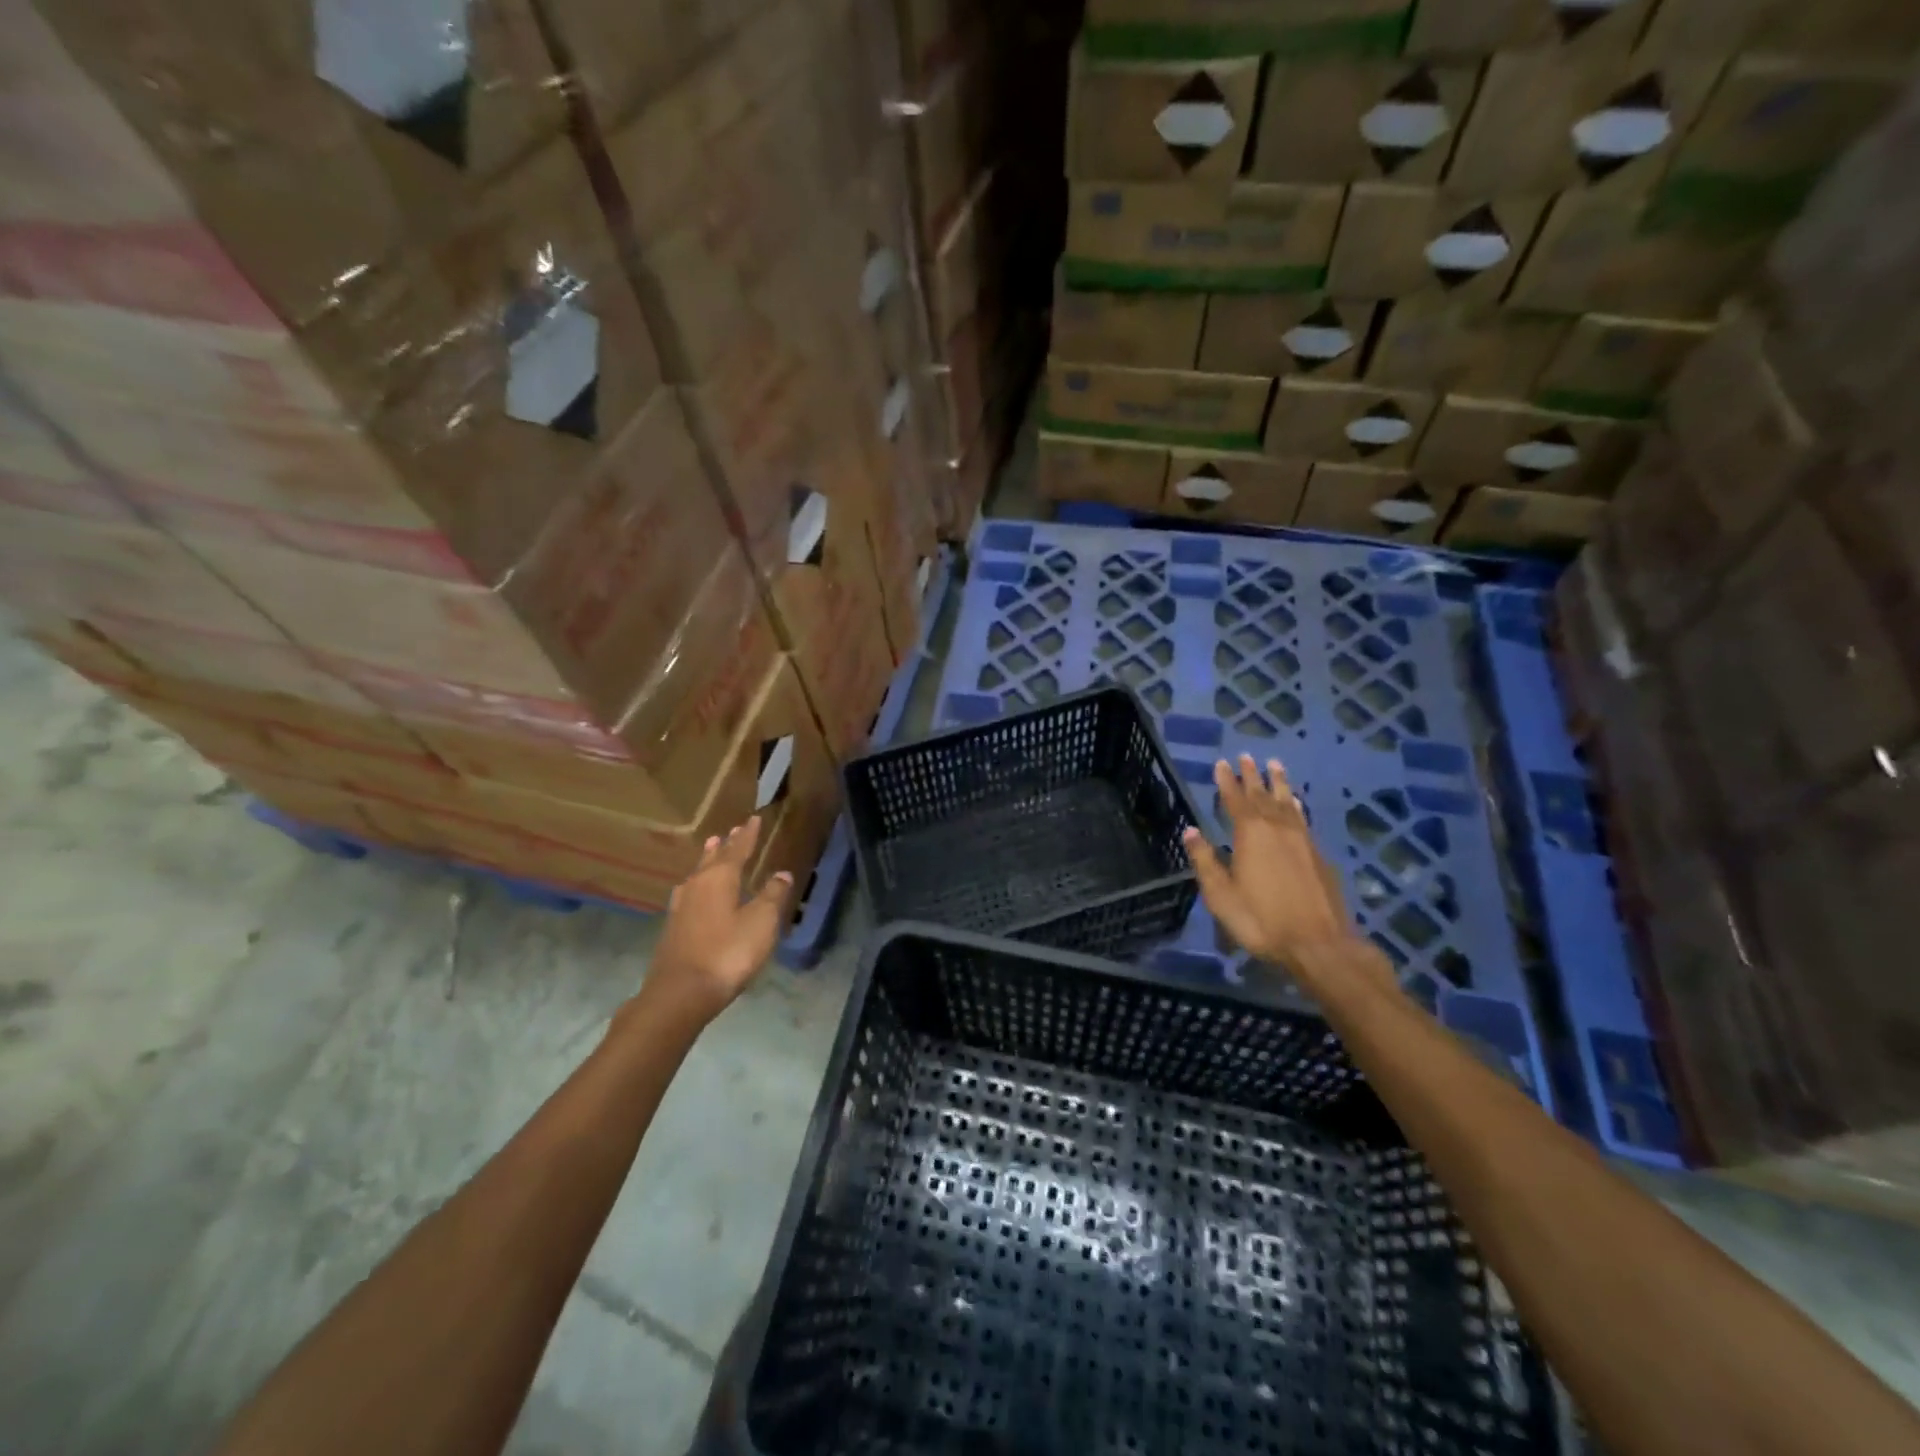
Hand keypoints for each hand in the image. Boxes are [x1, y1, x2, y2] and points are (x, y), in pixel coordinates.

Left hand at [641, 817, 791, 1025]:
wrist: (681, 993)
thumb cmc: (727, 952)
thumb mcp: (761, 922)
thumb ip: (773, 895)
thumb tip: (781, 874)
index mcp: (720, 878)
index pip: (737, 849)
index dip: (747, 835)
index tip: (752, 819)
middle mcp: (697, 885)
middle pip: (713, 858)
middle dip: (726, 845)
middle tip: (732, 831)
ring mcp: (681, 906)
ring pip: (698, 874)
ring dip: (708, 860)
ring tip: (712, 848)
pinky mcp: (673, 927)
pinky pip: (690, 892)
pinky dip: (699, 883)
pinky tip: (695, 890)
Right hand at [1183, 756, 1361, 978]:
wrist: (1319, 944)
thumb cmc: (1261, 920)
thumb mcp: (1221, 895)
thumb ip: (1205, 860)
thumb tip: (1191, 830)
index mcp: (1250, 834)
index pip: (1234, 799)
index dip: (1226, 781)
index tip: (1221, 763)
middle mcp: (1278, 828)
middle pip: (1262, 795)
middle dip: (1252, 776)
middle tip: (1247, 756)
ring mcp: (1302, 840)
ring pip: (1288, 802)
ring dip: (1279, 783)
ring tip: (1275, 765)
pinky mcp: (1319, 855)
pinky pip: (1303, 818)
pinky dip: (1296, 805)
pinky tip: (1296, 803)